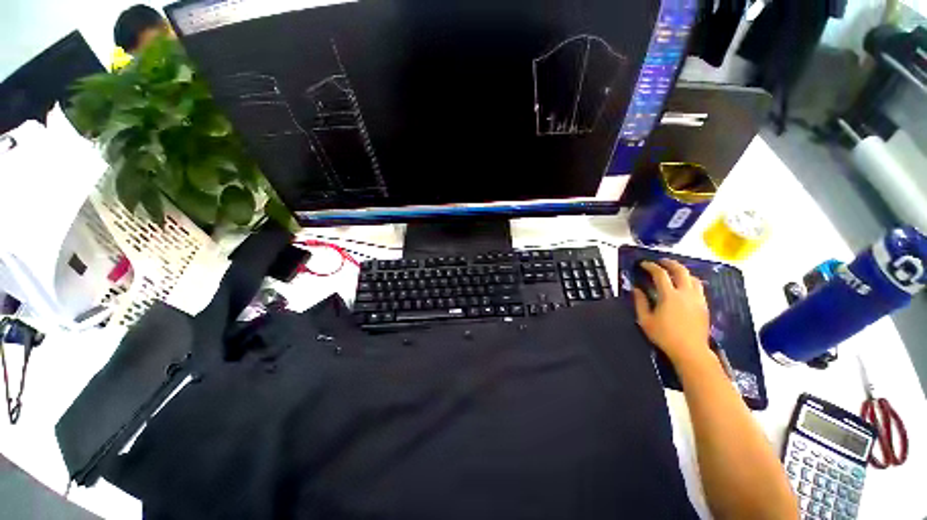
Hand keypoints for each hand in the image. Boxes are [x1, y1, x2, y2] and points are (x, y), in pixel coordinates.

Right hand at [632, 259, 710, 364]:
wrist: (690, 351)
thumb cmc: (664, 336)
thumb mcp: (645, 320)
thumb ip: (640, 302)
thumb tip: (636, 289)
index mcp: (669, 296)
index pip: (660, 274)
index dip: (651, 266)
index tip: (643, 264)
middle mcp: (685, 293)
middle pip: (681, 271)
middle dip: (670, 263)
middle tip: (661, 261)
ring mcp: (697, 299)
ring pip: (693, 278)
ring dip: (682, 271)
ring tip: (674, 272)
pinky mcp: (704, 306)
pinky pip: (699, 287)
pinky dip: (690, 281)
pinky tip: (685, 286)